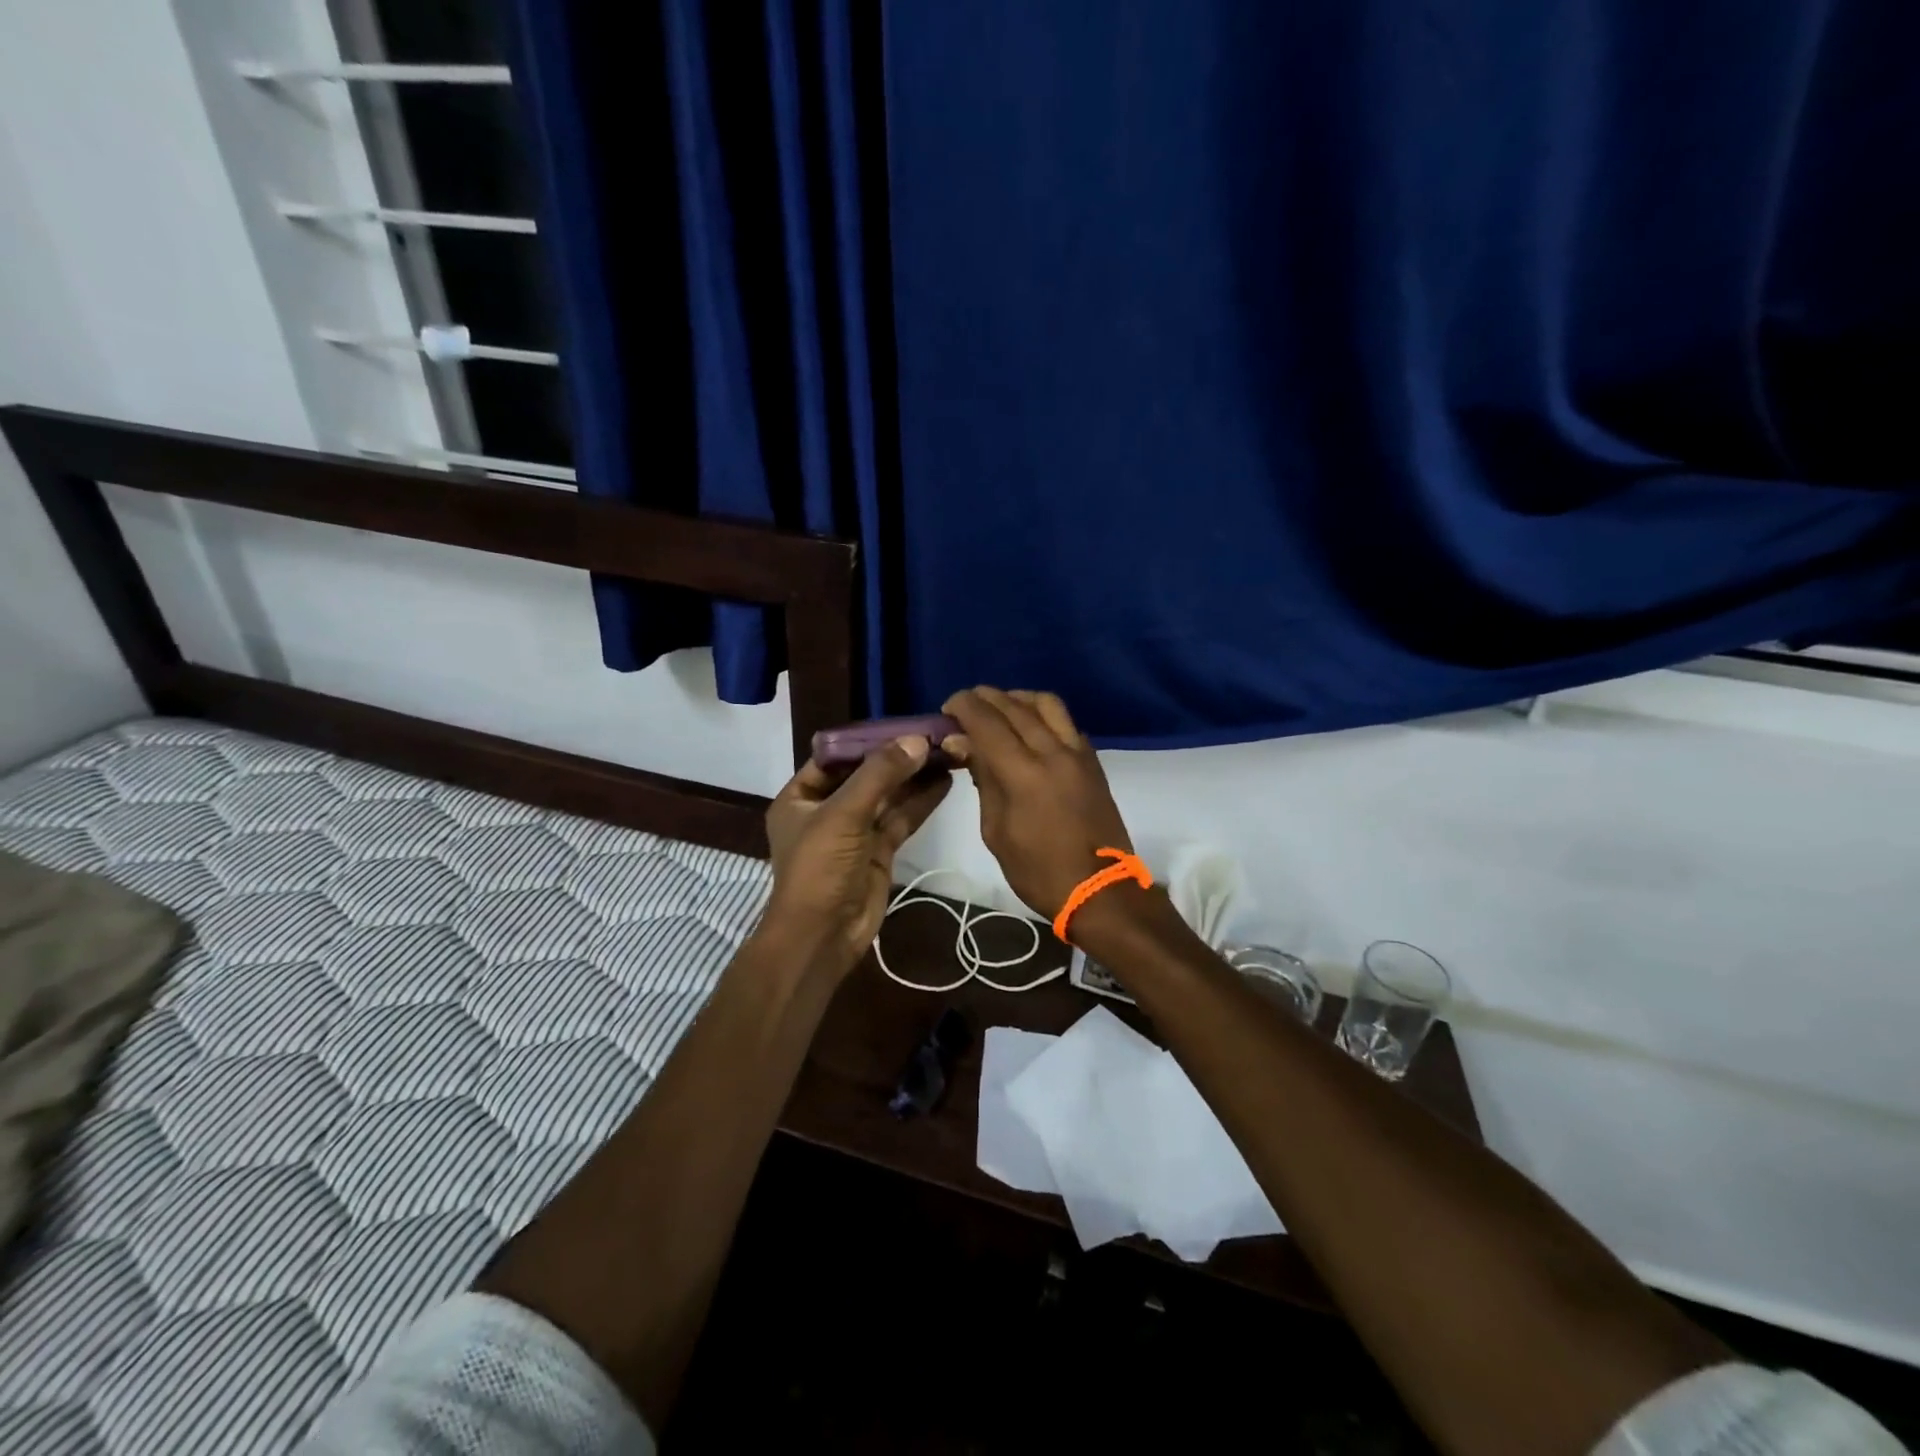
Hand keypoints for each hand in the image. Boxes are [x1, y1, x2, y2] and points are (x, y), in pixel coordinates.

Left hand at [762, 738, 951, 970]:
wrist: (823, 937)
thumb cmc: (819, 868)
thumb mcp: (844, 814)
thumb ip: (880, 775)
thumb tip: (917, 741)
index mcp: (800, 797)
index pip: (834, 757)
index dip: (866, 740)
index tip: (902, 724)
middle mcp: (826, 810)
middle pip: (865, 775)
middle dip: (897, 757)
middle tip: (933, 735)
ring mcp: (854, 832)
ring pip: (887, 796)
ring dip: (914, 777)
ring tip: (946, 752)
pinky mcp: (878, 851)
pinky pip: (900, 819)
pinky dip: (921, 801)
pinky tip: (945, 781)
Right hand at [941, 687, 1136, 922]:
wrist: (1100, 891)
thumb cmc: (1039, 871)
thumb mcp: (996, 831)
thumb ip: (983, 780)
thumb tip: (962, 743)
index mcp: (1024, 774)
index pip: (988, 722)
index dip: (964, 707)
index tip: (948, 707)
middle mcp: (1053, 752)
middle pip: (1016, 706)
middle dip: (986, 698)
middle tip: (965, 705)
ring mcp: (1078, 754)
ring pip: (1047, 704)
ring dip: (1018, 698)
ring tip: (999, 708)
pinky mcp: (1093, 762)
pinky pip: (1066, 723)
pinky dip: (1043, 715)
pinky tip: (1030, 728)